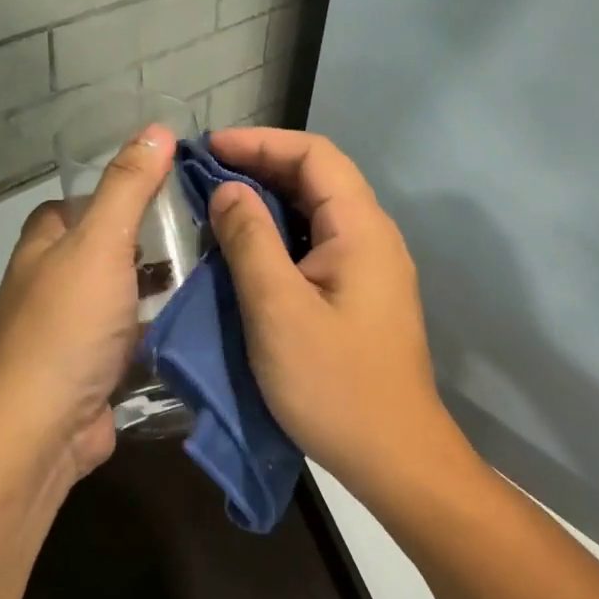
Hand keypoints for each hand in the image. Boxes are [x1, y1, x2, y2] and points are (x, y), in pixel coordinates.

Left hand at [0, 126, 172, 480]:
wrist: (46, 426)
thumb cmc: (70, 325)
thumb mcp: (102, 244)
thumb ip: (128, 188)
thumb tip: (157, 129)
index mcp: (42, 250)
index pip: (70, 207)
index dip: (108, 195)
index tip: (158, 193)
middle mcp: (48, 287)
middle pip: (98, 252)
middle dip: (141, 243)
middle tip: (196, 234)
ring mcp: (69, 332)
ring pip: (117, 297)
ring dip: (153, 289)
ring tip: (207, 273)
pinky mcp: (92, 370)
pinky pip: (129, 338)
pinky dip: (156, 330)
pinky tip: (195, 323)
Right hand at [205, 127, 468, 499]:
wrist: (394, 456)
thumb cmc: (334, 384)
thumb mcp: (278, 309)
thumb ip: (250, 240)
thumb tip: (228, 189)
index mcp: (361, 229)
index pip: (314, 155)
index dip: (260, 142)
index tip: (208, 149)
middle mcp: (373, 238)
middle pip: (318, 179)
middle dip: (261, 166)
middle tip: (204, 175)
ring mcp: (370, 268)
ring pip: (316, 213)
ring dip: (268, 201)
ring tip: (217, 205)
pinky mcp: (361, 296)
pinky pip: (317, 246)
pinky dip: (279, 236)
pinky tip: (247, 250)